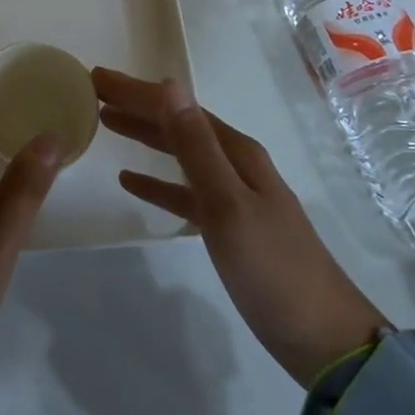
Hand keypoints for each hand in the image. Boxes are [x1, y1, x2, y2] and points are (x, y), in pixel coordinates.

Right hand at [96, 67, 387, 386]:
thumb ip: (196, 147)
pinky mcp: (226, 227)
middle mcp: (234, 164)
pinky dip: (155, 181)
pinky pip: (181, 192)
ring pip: (177, 153)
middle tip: (91, 91)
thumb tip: (169, 85)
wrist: (323, 338)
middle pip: (176, 123)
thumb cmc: (273, 268)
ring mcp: (232, 196)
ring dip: (143, 135)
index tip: (95, 76)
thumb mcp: (228, 204)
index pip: (176, 107)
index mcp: (236, 151)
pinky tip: (129, 181)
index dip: (135, 90)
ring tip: (104, 122)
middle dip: (135, 104)